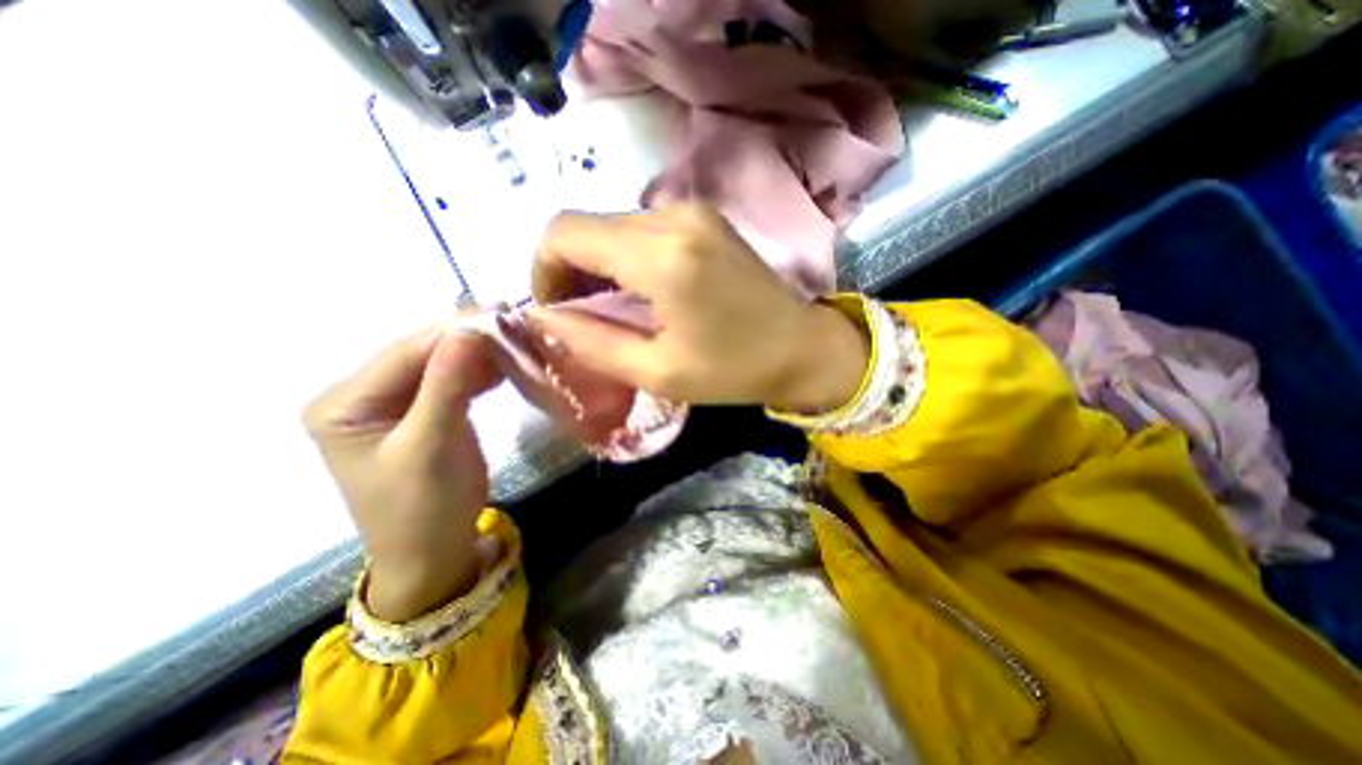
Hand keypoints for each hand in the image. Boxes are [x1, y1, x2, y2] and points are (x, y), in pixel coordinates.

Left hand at [302, 326, 503, 625]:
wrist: (434, 552)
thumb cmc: (423, 507)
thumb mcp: (432, 446)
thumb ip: (447, 385)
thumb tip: (470, 329)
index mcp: (344, 404)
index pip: (404, 353)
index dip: (452, 331)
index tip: (500, 313)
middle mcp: (364, 395)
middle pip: (422, 354)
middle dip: (469, 339)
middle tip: (514, 322)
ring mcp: (396, 403)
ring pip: (442, 364)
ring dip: (480, 353)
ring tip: (517, 337)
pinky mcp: (424, 411)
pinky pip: (453, 381)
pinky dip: (481, 371)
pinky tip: (505, 362)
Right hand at [527, 202, 867, 411]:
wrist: (803, 348)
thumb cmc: (734, 370)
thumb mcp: (657, 372)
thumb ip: (592, 343)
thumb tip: (545, 317)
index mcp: (661, 257)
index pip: (564, 233)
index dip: (544, 269)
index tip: (555, 310)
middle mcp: (674, 217)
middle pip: (587, 225)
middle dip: (570, 269)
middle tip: (583, 315)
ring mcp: (693, 211)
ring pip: (614, 226)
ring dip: (600, 264)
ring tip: (614, 308)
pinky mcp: (705, 218)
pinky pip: (644, 228)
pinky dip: (628, 257)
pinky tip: (643, 291)